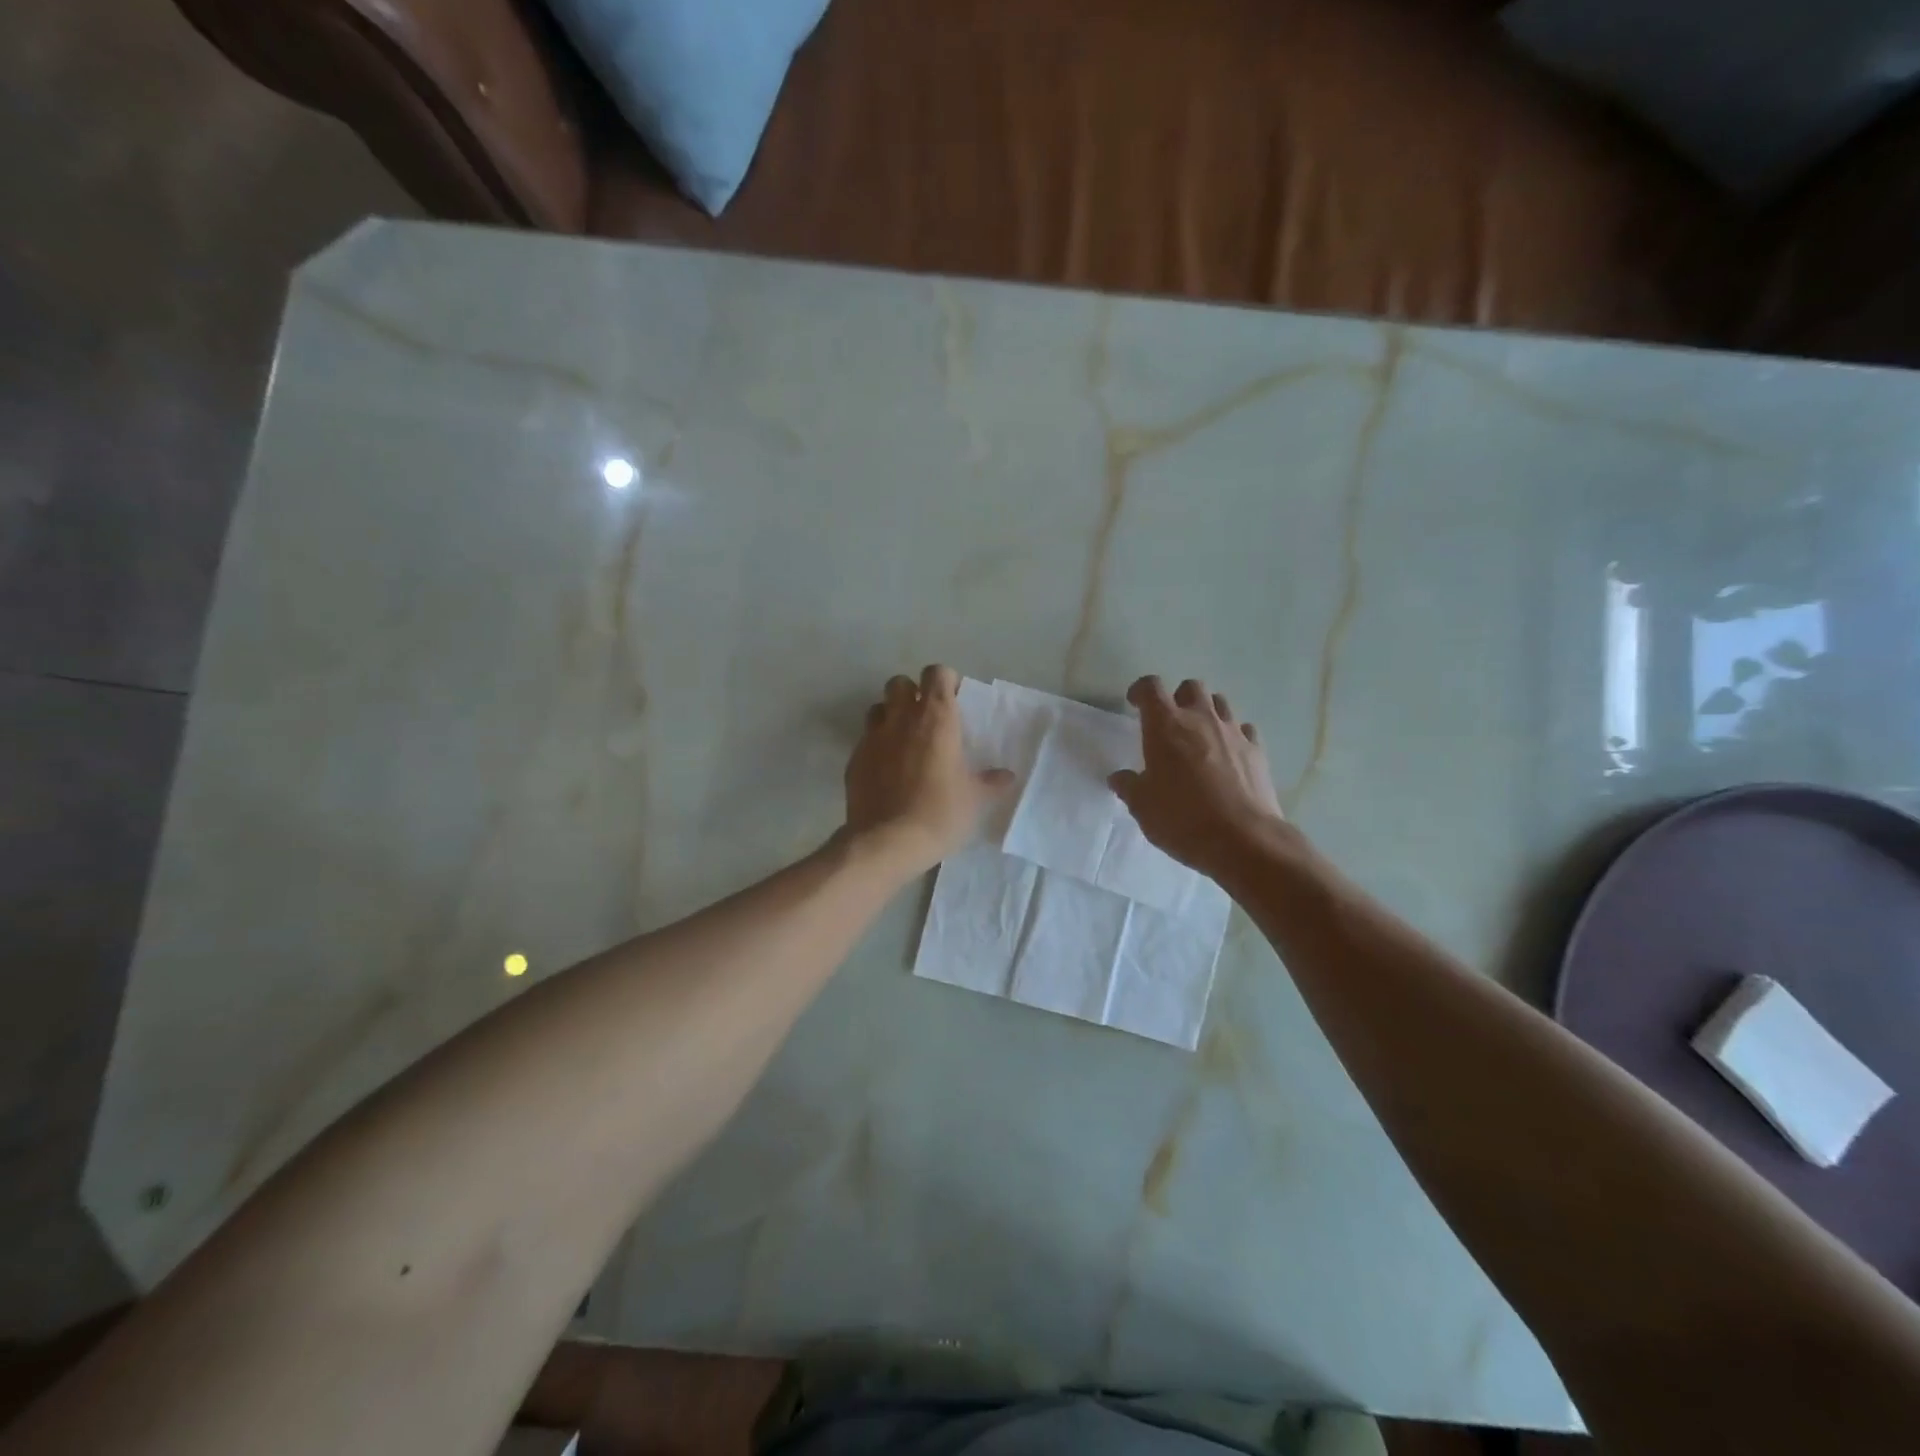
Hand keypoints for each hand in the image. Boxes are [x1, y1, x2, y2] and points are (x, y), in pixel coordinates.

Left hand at [844, 665, 1011, 873]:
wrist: (886, 841)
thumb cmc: (940, 813)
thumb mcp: (974, 800)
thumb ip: (990, 782)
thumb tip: (1007, 776)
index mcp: (936, 718)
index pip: (937, 673)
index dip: (945, 682)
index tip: (954, 701)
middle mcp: (902, 718)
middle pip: (900, 682)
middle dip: (912, 693)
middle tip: (926, 719)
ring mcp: (873, 736)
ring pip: (878, 707)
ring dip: (890, 715)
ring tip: (904, 740)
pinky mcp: (854, 758)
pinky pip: (866, 739)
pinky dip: (876, 745)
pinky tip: (886, 769)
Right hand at [1108, 676, 1287, 880]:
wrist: (1242, 839)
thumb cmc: (1182, 818)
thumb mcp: (1142, 806)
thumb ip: (1129, 786)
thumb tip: (1119, 778)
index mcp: (1165, 726)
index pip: (1151, 687)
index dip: (1140, 690)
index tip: (1134, 703)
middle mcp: (1200, 719)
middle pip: (1191, 687)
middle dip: (1178, 697)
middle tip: (1170, 721)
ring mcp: (1233, 732)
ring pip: (1220, 703)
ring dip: (1207, 712)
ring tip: (1200, 736)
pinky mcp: (1257, 751)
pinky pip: (1244, 729)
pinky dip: (1234, 735)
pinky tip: (1228, 755)